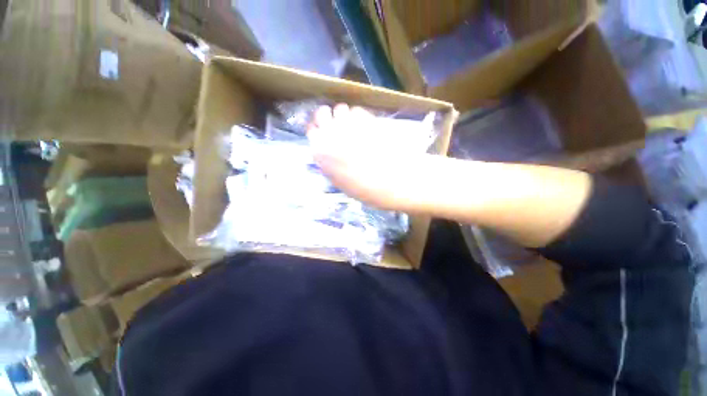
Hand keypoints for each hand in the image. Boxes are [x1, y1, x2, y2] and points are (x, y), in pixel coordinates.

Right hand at [307, 104, 432, 211]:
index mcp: (321, 152)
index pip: (312, 130)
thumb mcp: (340, 181)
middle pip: (322, 113)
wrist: (391, 183)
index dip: (318, 129)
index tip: (324, 131)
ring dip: (345, 116)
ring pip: (341, 109)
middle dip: (328, 117)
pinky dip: (359, 116)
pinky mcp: (367, 120)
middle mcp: (331, 134)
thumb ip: (329, 163)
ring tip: (354, 126)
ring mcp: (349, 125)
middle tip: (338, 125)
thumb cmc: (364, 189)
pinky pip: (358, 111)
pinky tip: (366, 126)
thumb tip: (328, 152)